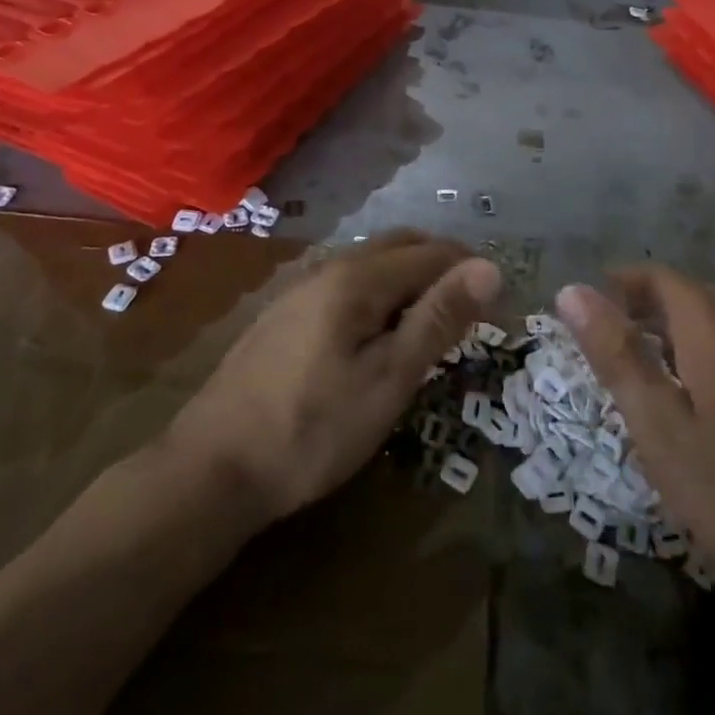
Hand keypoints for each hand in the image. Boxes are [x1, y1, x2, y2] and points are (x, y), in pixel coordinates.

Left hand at [169, 233, 502, 526]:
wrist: (213, 468)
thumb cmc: (313, 429)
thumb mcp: (389, 379)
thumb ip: (438, 318)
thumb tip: (490, 269)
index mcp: (358, 277)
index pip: (433, 253)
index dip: (472, 270)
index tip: (501, 301)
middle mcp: (329, 267)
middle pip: (401, 245)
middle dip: (443, 264)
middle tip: (472, 307)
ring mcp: (302, 288)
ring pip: (372, 261)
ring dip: (411, 276)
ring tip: (434, 319)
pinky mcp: (286, 312)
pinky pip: (348, 281)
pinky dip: (381, 291)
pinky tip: (381, 330)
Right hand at [557, 268, 714, 607]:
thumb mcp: (659, 429)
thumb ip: (616, 353)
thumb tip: (571, 291)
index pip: (659, 277)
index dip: (623, 285)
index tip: (597, 311)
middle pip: (694, 294)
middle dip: (653, 310)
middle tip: (625, 352)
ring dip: (691, 330)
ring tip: (669, 376)